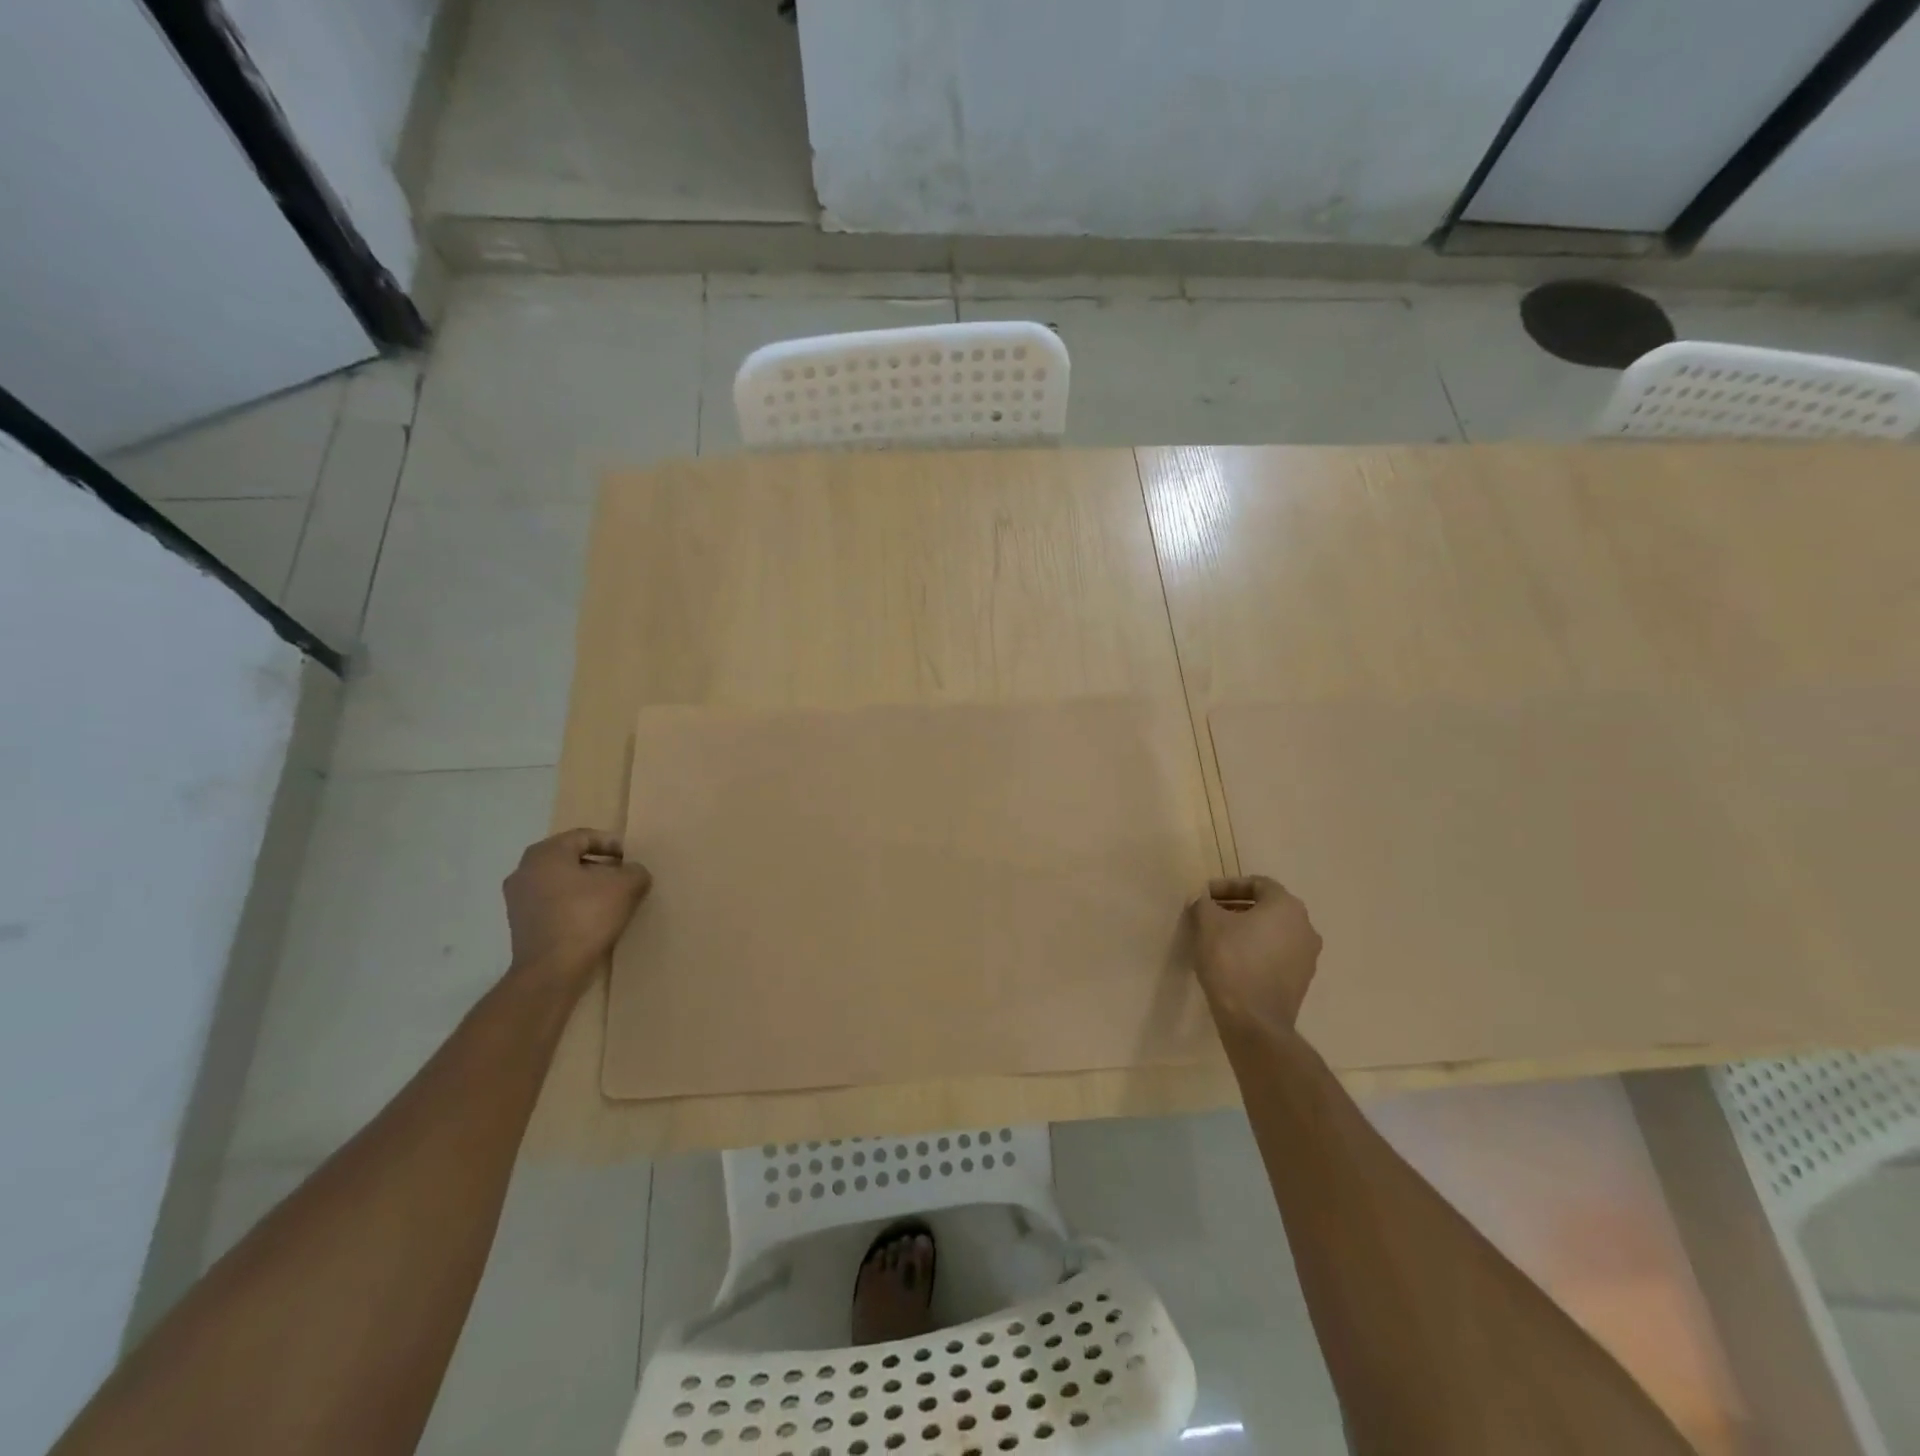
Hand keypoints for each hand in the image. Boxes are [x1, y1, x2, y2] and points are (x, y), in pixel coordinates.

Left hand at [503, 829, 651, 986]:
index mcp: (546, 853)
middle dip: (599, 864)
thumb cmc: (586, 917)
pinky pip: (552, 902)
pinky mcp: (519, 923)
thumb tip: (634, 872)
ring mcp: (517, 898)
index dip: (612, 844)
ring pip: (560, 881)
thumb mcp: (626, 887)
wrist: (551, 971)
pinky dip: (572, 903)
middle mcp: (525, 870)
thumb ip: (636, 871)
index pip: (584, 836)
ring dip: (585, 885)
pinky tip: (592, 917)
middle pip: (570, 858)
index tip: (631, 858)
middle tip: (623, 875)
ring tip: (611, 898)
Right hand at [1189, 875, 1321, 1030]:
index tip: (1206, 895)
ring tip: (1220, 938)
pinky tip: (1234, 960)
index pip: (1258, 883)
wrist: (1254, 1020)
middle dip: (1238, 907)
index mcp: (1286, 906)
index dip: (1228, 885)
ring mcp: (1308, 956)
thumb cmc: (1231, 960)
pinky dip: (1258, 950)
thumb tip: (1202, 899)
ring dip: (1248, 929)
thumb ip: (1203, 903)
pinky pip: (1277, 954)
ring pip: (1274, 932)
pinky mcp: (1302, 981)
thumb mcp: (1208, 923)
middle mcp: (1305, 926)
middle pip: (1268, 907)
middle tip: (1211, 914)